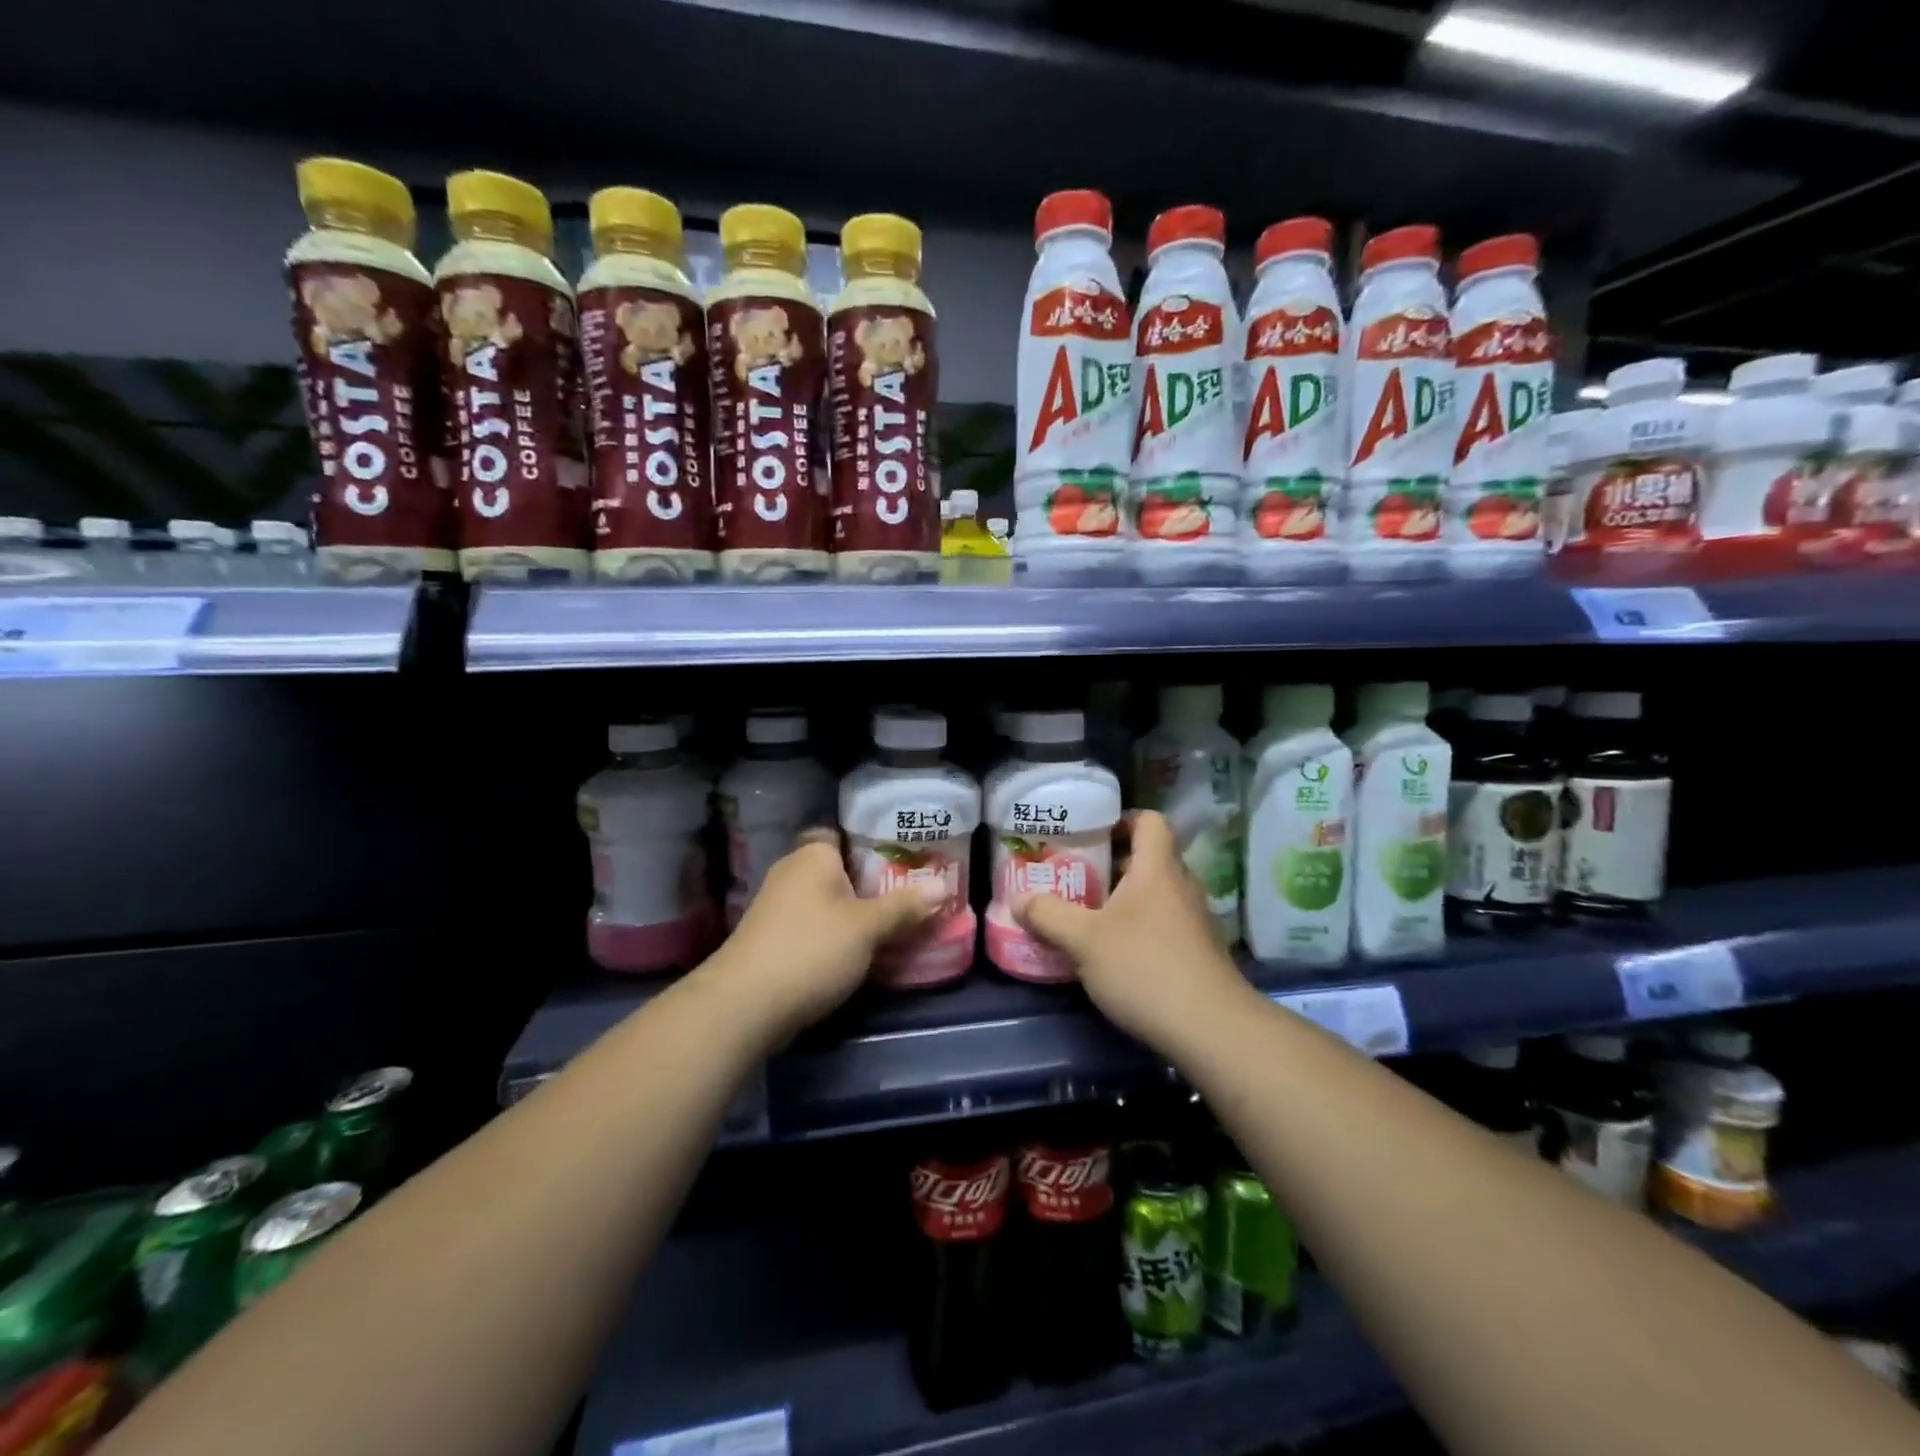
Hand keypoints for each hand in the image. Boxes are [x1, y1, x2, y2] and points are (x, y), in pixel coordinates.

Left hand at [704, 831, 945, 1039]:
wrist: (744, 1005)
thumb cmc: (811, 950)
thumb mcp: (867, 928)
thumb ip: (904, 906)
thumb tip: (942, 886)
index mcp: (813, 855)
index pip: (843, 834)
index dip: (873, 843)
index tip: (904, 859)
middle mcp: (791, 872)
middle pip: (838, 870)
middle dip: (869, 883)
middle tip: (909, 894)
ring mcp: (776, 907)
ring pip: (826, 901)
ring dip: (852, 912)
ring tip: (892, 924)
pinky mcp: (771, 939)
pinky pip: (813, 926)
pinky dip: (833, 934)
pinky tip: (857, 951)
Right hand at [1012, 811, 1249, 1047]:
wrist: (1211, 1030)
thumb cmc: (1144, 968)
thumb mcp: (1083, 940)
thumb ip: (1048, 915)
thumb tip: (1017, 899)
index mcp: (1157, 869)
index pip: (1149, 821)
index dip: (1121, 819)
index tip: (1090, 834)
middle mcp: (1181, 887)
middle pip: (1148, 859)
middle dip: (1111, 865)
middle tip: (1076, 877)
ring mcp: (1195, 921)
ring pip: (1156, 895)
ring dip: (1124, 900)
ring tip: (1087, 916)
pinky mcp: (1199, 953)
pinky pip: (1165, 925)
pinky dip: (1140, 929)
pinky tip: (1114, 955)